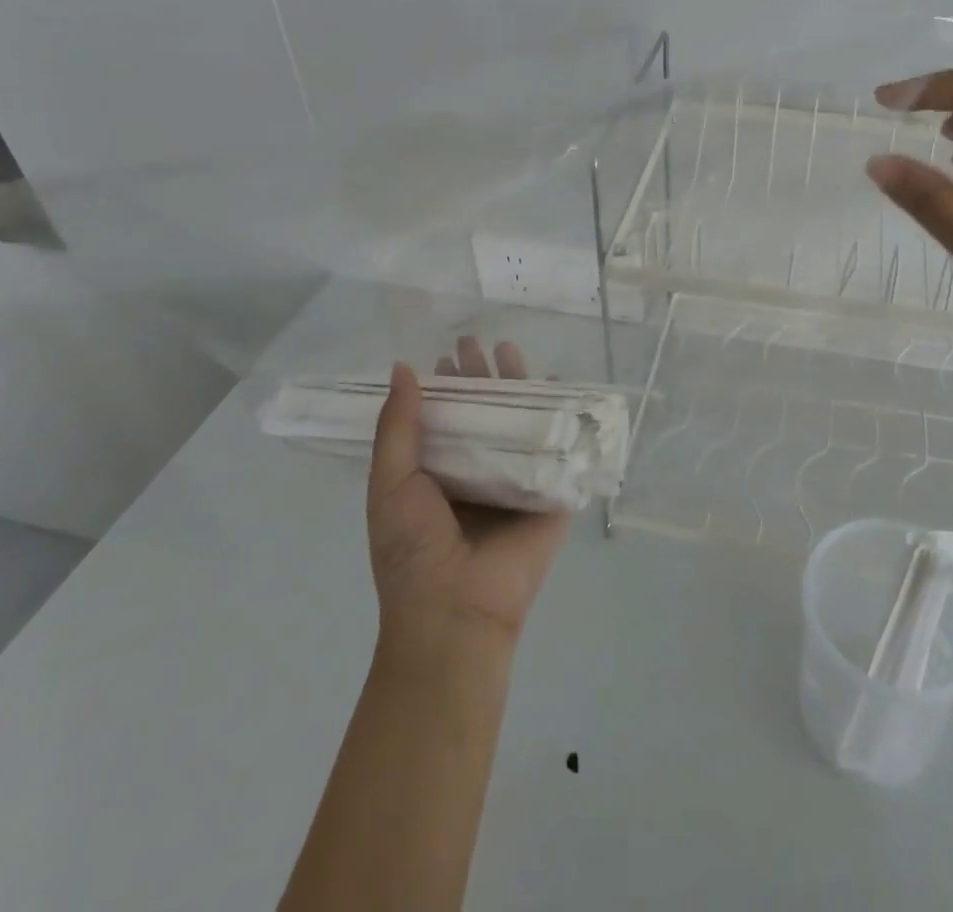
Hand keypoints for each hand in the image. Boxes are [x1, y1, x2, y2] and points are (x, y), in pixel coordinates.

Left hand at [366, 337, 568, 662]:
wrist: (456, 609)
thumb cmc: (413, 549)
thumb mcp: (390, 483)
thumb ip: (398, 426)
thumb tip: (402, 369)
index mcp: (440, 474)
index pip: (446, 418)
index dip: (446, 386)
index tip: (446, 354)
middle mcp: (478, 472)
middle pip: (485, 414)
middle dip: (481, 377)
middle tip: (475, 343)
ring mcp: (516, 482)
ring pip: (520, 423)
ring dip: (518, 386)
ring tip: (510, 350)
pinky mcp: (550, 493)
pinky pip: (558, 448)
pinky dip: (562, 415)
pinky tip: (560, 385)